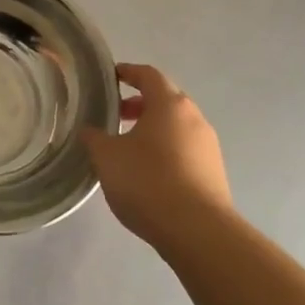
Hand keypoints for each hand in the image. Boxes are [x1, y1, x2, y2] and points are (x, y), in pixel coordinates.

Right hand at [80, 63, 231, 256]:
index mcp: (169, 104)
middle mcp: (194, 118)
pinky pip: (186, 150)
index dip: (129, 72)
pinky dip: (167, 150)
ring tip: (129, 147)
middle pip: (166, 99)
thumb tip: (89, 131)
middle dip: (140, 103)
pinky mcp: (214, 173)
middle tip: (116, 115)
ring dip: (154, 128)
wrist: (198, 232)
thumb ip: (94, 138)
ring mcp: (208, 147)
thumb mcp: (107, 157)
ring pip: (177, 126)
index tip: (112, 77)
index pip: (149, 75)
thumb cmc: (148, 182)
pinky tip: (149, 172)